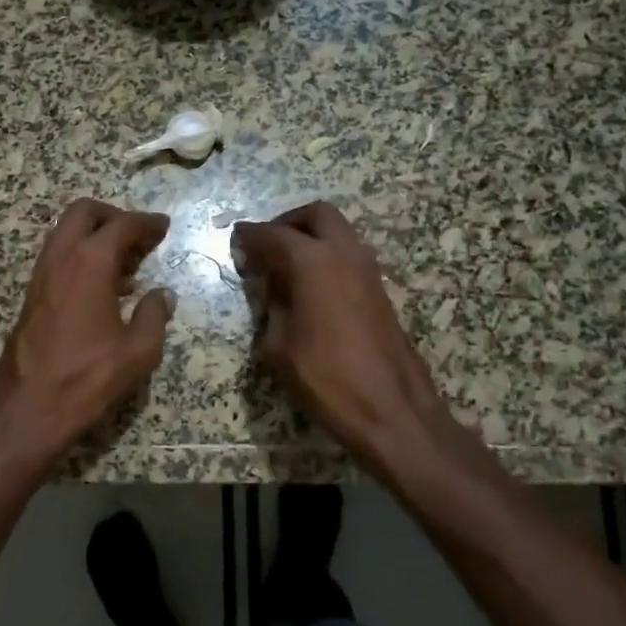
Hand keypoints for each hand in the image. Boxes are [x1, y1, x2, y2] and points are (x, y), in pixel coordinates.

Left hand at [0, 199, 174, 464]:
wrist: (28, 410)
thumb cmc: (87, 379)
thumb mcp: (138, 352)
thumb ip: (154, 316)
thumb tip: (163, 295)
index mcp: (89, 264)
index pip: (121, 226)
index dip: (146, 223)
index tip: (163, 226)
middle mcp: (60, 259)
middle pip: (83, 213)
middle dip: (113, 216)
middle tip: (139, 237)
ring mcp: (40, 276)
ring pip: (65, 234)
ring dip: (94, 237)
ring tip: (126, 265)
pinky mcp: (31, 296)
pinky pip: (57, 259)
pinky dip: (80, 257)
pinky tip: (101, 289)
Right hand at [233, 202, 470, 481]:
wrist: (391, 409)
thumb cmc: (326, 378)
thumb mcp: (278, 346)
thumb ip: (271, 308)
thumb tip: (272, 292)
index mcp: (313, 262)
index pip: (273, 235)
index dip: (249, 236)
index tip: (234, 241)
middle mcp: (344, 254)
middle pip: (316, 215)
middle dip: (287, 223)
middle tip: (265, 247)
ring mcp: (368, 271)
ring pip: (338, 233)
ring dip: (310, 239)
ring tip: (284, 269)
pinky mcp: (379, 291)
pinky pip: (348, 256)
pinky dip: (326, 258)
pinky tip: (309, 290)